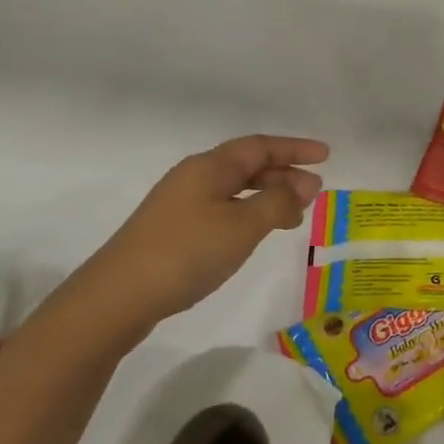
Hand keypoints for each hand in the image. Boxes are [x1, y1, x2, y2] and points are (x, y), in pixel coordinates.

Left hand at [73, 134, 327, 337]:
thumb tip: (303, 186)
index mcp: (209, 166)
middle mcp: (194, 177)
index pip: (260, 146)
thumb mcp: (242, 226)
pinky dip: (249, 214)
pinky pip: (223, 209)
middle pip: (247, 165)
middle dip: (284, 174)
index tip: (326, 156)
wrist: (118, 296)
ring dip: (268, 197)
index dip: (294, 148)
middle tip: (315, 193)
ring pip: (235, 190)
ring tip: (294, 216)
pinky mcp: (174, 231)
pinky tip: (256, 234)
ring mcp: (181, 205)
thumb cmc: (186, 252)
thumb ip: (277, 202)